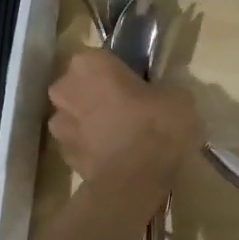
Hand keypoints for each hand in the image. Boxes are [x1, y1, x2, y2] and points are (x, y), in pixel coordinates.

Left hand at [47, 50, 201, 187]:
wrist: (134, 181)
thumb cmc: (156, 127)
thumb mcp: (179, 98)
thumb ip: (163, 91)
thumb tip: (162, 98)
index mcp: (90, 63)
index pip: (100, 58)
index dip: (117, 72)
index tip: (135, 85)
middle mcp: (65, 88)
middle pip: (80, 86)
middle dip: (97, 96)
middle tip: (126, 109)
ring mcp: (59, 124)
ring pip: (75, 116)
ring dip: (91, 123)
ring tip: (120, 137)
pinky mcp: (63, 156)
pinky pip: (79, 144)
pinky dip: (92, 149)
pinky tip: (115, 158)